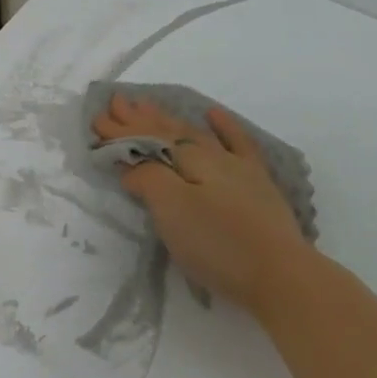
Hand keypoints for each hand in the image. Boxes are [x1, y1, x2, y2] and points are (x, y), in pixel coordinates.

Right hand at [91, 93, 313, 313]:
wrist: (280, 274)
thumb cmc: (219, 246)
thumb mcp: (173, 213)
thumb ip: (149, 180)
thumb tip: (132, 163)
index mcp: (188, 162)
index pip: (148, 140)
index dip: (121, 131)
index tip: (96, 118)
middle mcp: (211, 156)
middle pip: (169, 132)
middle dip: (138, 119)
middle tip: (115, 103)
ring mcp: (238, 168)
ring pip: (196, 134)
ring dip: (169, 119)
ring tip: (148, 105)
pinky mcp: (257, 183)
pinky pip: (238, 143)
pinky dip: (223, 126)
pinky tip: (213, 114)